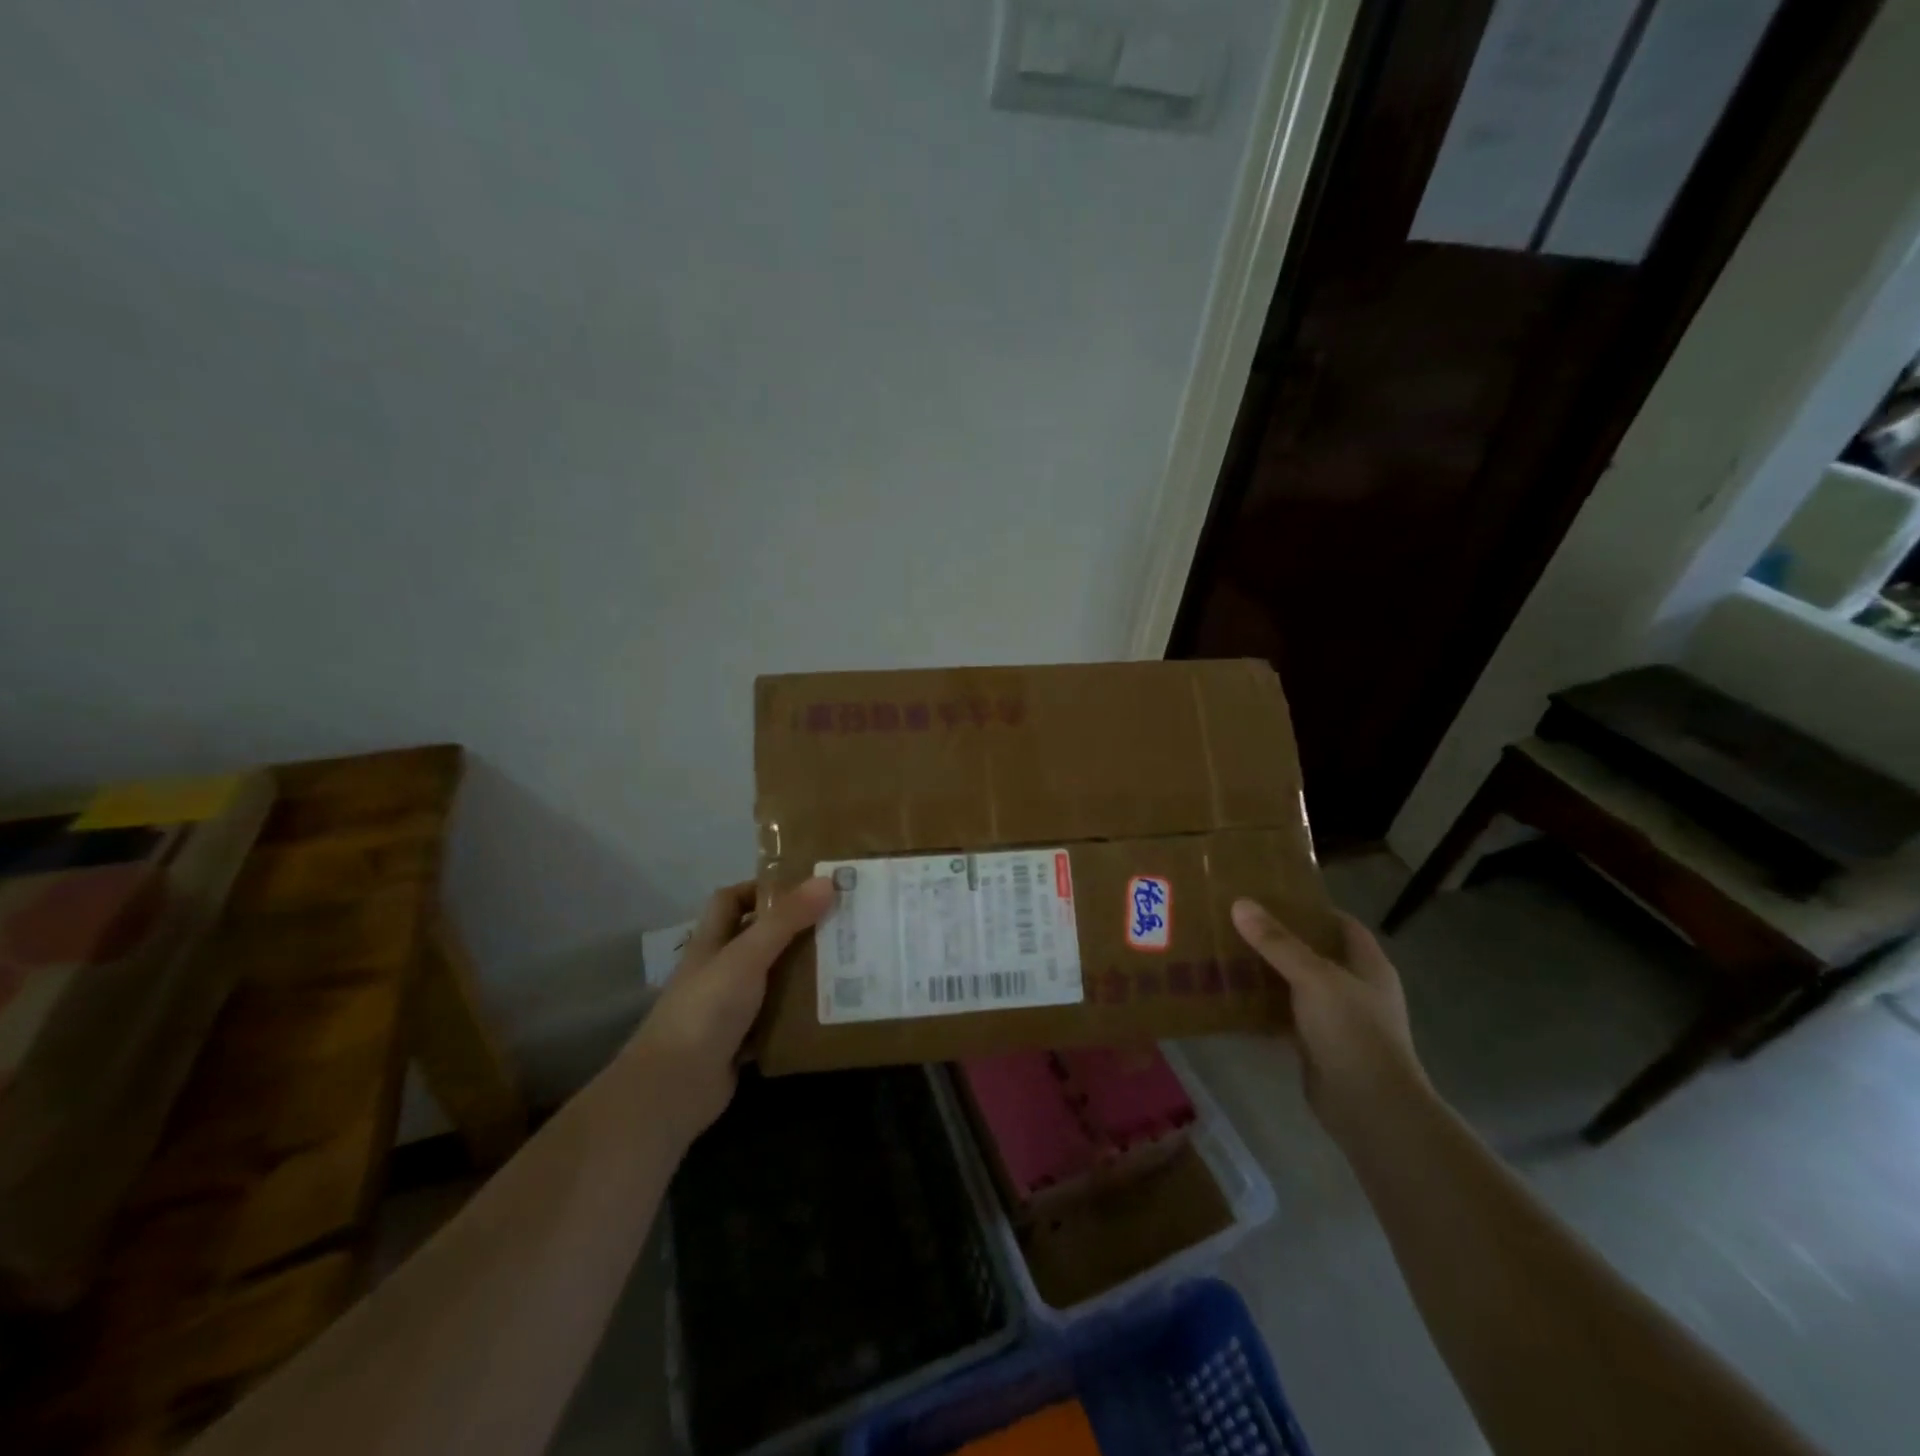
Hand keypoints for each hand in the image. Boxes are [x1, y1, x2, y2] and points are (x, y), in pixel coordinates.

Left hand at [627, 876, 835, 1137]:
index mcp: (712, 943)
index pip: (732, 900)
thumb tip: (827, 881)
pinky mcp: (741, 1044)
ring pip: (771, 981)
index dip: (762, 888)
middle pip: (759, 939)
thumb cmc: (706, 1010)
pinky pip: (776, 1022)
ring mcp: (728, 1010)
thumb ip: (785, 920)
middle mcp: (719, 971)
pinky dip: (798, 1017)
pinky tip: (831, 1010)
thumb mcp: (747, 957)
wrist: (673, 1089)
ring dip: (802, 974)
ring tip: (847, 962)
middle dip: (796, 930)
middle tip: (840, 923)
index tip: (806, 887)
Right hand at [1232, 900, 1431, 1145]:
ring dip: (1268, 973)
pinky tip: (1232, 997)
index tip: (1273, 897)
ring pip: (1297, 986)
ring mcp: (1338, 1020)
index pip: (1342, 925)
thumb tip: (1240, 904)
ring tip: (1229, 953)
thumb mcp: (1314, 977)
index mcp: (1368, 966)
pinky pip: (1286, 1016)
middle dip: (1281, 940)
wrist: (1370, 1108)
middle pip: (1315, 954)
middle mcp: (1356, 989)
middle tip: (1240, 922)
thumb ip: (1277, 942)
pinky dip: (1263, 1008)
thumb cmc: (1352, 1031)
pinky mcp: (1317, 1046)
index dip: (1312, 909)